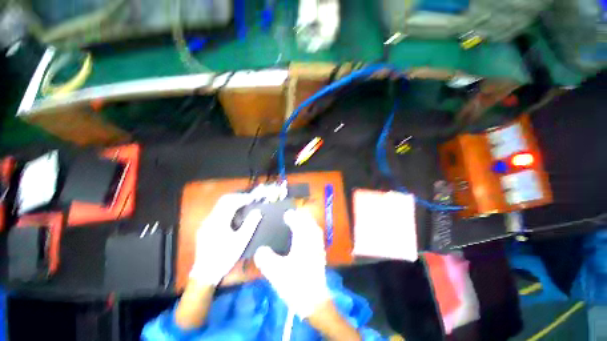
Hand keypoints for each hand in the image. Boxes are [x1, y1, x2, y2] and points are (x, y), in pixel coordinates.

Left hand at [189, 193, 261, 285]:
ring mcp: (206, 222)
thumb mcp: (241, 241)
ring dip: (232, 202)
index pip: (232, 202)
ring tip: (244, 204)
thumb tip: (258, 211)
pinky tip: (233, 215)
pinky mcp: (205, 227)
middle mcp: (210, 219)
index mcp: (219, 221)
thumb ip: (250, 224)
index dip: (244, 198)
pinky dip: (227, 208)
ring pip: (219, 205)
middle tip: (249, 199)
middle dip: (238, 197)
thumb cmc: (225, 257)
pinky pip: (217, 211)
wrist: (205, 273)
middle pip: (224, 200)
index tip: (253, 198)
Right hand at [254, 209, 330, 317]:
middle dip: (301, 216)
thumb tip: (260, 250)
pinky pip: (317, 236)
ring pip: (314, 228)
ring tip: (299, 221)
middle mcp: (312, 241)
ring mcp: (318, 247)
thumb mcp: (276, 272)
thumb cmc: (295, 284)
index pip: (299, 222)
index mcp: (303, 241)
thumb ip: (266, 259)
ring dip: (307, 222)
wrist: (314, 301)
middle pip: (309, 222)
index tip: (285, 214)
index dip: (292, 216)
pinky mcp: (320, 254)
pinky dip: (312, 230)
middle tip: (291, 215)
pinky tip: (307, 235)